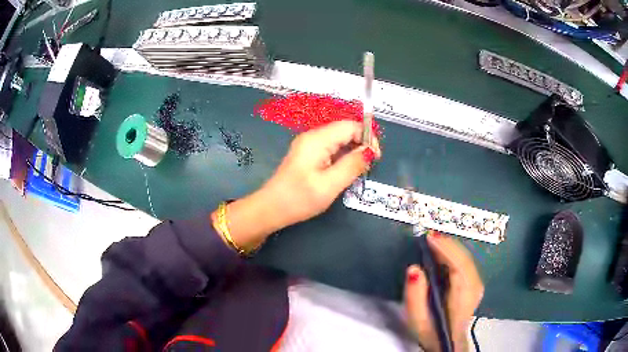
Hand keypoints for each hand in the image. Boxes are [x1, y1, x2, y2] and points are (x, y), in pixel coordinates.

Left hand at [216, 121, 380, 250]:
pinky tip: (343, 172)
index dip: (367, 137)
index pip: (350, 126)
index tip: (376, 158)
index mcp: (318, 139)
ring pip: (339, 140)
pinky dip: (342, 157)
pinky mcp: (307, 154)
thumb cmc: (300, 198)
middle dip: (361, 144)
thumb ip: (352, 165)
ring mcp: (308, 144)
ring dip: (352, 152)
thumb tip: (370, 151)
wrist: (271, 209)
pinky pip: (331, 148)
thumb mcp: (330, 184)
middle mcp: (313, 136)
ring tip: (357, 171)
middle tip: (368, 167)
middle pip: (345, 130)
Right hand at [404, 233, 483, 351]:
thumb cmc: (431, 331)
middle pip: (464, 258)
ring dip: (450, 247)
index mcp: (463, 296)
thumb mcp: (416, 318)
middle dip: (447, 244)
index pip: (459, 266)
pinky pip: (465, 262)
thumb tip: (414, 270)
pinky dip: (453, 253)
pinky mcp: (474, 282)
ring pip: (466, 258)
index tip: (430, 238)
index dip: (446, 249)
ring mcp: (477, 284)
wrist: (447, 341)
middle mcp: (475, 287)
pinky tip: (442, 250)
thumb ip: (414, 295)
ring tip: (432, 240)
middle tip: (428, 235)